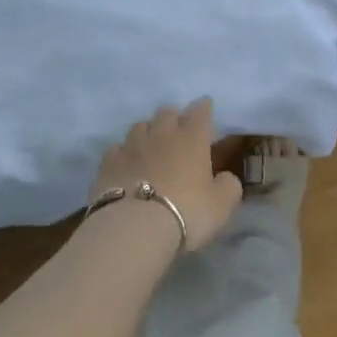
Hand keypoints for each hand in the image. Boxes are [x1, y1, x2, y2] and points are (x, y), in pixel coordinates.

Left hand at [90, 99, 243, 252]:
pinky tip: (126, 164)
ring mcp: (131, 146)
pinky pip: (117, 149)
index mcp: (192, 138)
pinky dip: (124, 153)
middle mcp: (162, 134)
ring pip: (140, 126)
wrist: (134, 228)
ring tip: (150, 145)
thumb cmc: (186, 212)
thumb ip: (228, 186)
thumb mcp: (221, 205)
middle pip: (166, 112)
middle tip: (178, 130)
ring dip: (148, 132)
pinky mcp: (108, 163)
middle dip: (174, 117)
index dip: (204, 107)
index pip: (200, 111)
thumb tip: (224, 178)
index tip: (205, 108)